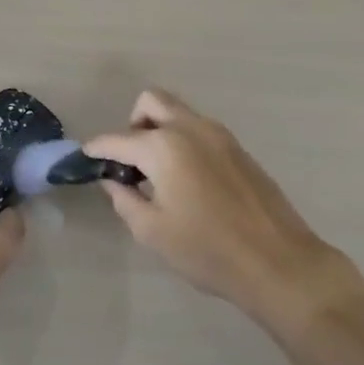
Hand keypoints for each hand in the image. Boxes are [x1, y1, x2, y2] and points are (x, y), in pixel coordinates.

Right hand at [86, 89, 363, 335]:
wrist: (278, 262)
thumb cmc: (207, 250)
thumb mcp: (152, 231)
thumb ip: (125, 199)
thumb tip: (114, 181)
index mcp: (164, 147)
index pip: (118, 139)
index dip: (97, 148)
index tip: (85, 157)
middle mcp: (191, 129)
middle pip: (151, 102)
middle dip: (132, 124)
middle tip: (129, 161)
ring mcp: (219, 135)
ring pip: (178, 113)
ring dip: (159, 130)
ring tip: (158, 174)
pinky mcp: (238, 148)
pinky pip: (199, 130)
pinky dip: (182, 141)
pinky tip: (187, 180)